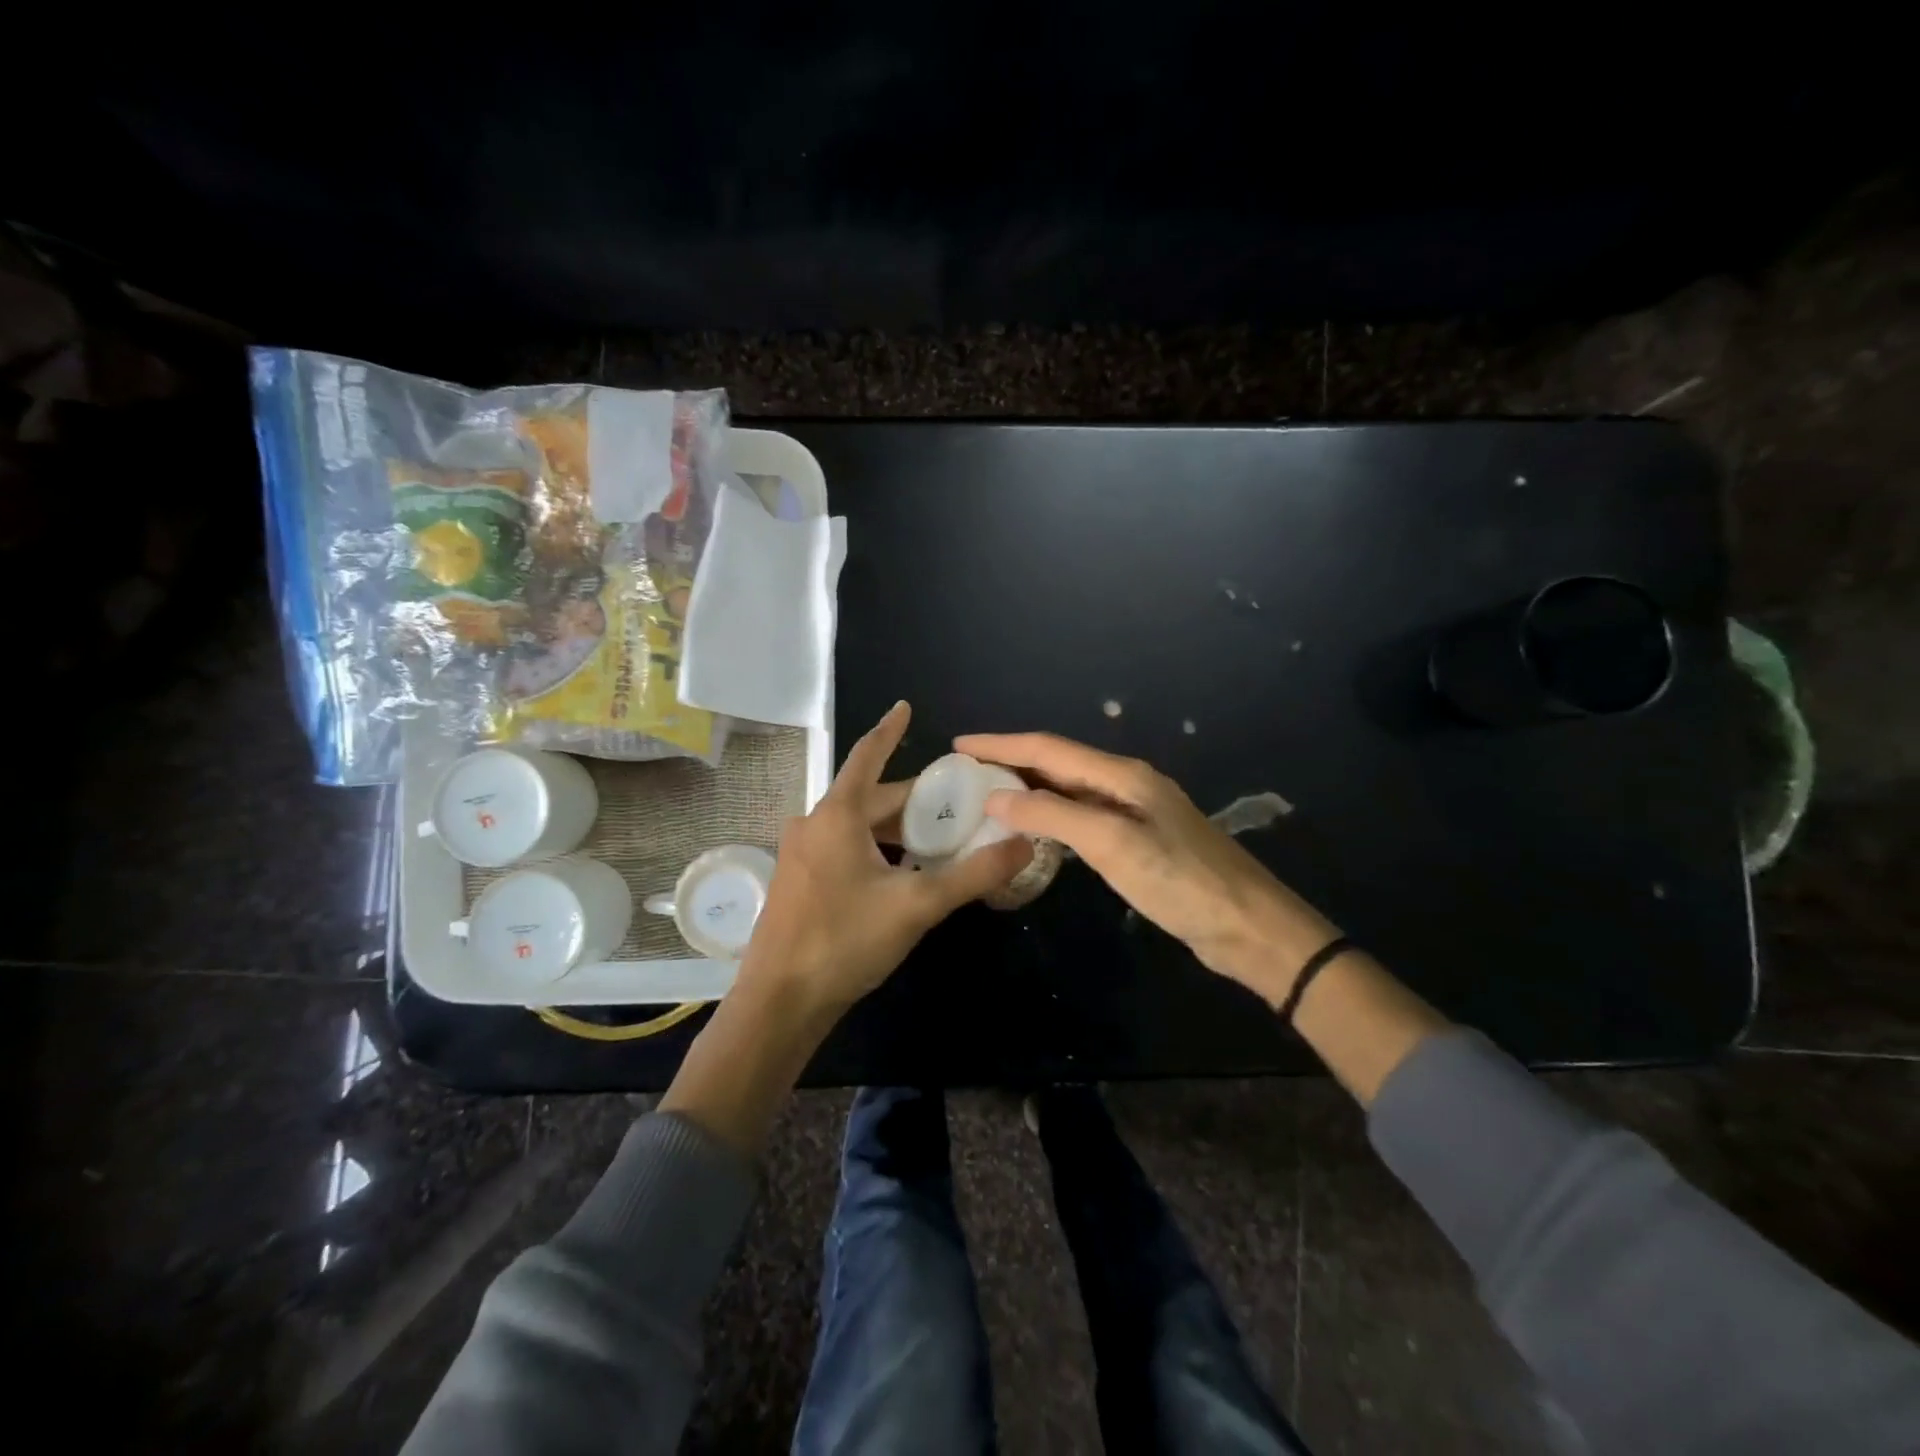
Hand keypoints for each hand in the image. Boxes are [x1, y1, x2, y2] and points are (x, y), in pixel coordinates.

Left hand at [737, 703, 1032, 1020]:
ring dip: (897, 829)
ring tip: (939, 840)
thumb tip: (1024, 842)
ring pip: (858, 827)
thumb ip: (974, 874)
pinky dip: (877, 850)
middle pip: (871, 798)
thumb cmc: (845, 941)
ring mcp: (801, 855)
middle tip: (958, 804)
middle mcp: (814, 825)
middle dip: (914, 800)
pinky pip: (844, 849)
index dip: (890, 730)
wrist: (779, 1002)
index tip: (905, 707)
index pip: (868, 756)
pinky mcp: (799, 882)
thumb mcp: (917, 905)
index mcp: (837, 816)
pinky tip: (902, 872)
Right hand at [954, 731, 1340, 1005]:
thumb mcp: (1112, 844)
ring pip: (1068, 789)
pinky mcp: (1138, 841)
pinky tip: (1032, 828)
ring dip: (1027, 788)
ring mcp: (1134, 812)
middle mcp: (1125, 784)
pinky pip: (1081, 817)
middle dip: (1009, 762)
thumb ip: (1053, 816)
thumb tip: (995, 797)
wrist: (1249, 926)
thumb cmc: (1181, 882)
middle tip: (963, 772)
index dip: (1000, 744)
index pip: (1047, 748)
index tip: (957, 744)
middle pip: (1057, 763)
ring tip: (985, 795)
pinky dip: (1049, 816)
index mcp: (1121, 775)